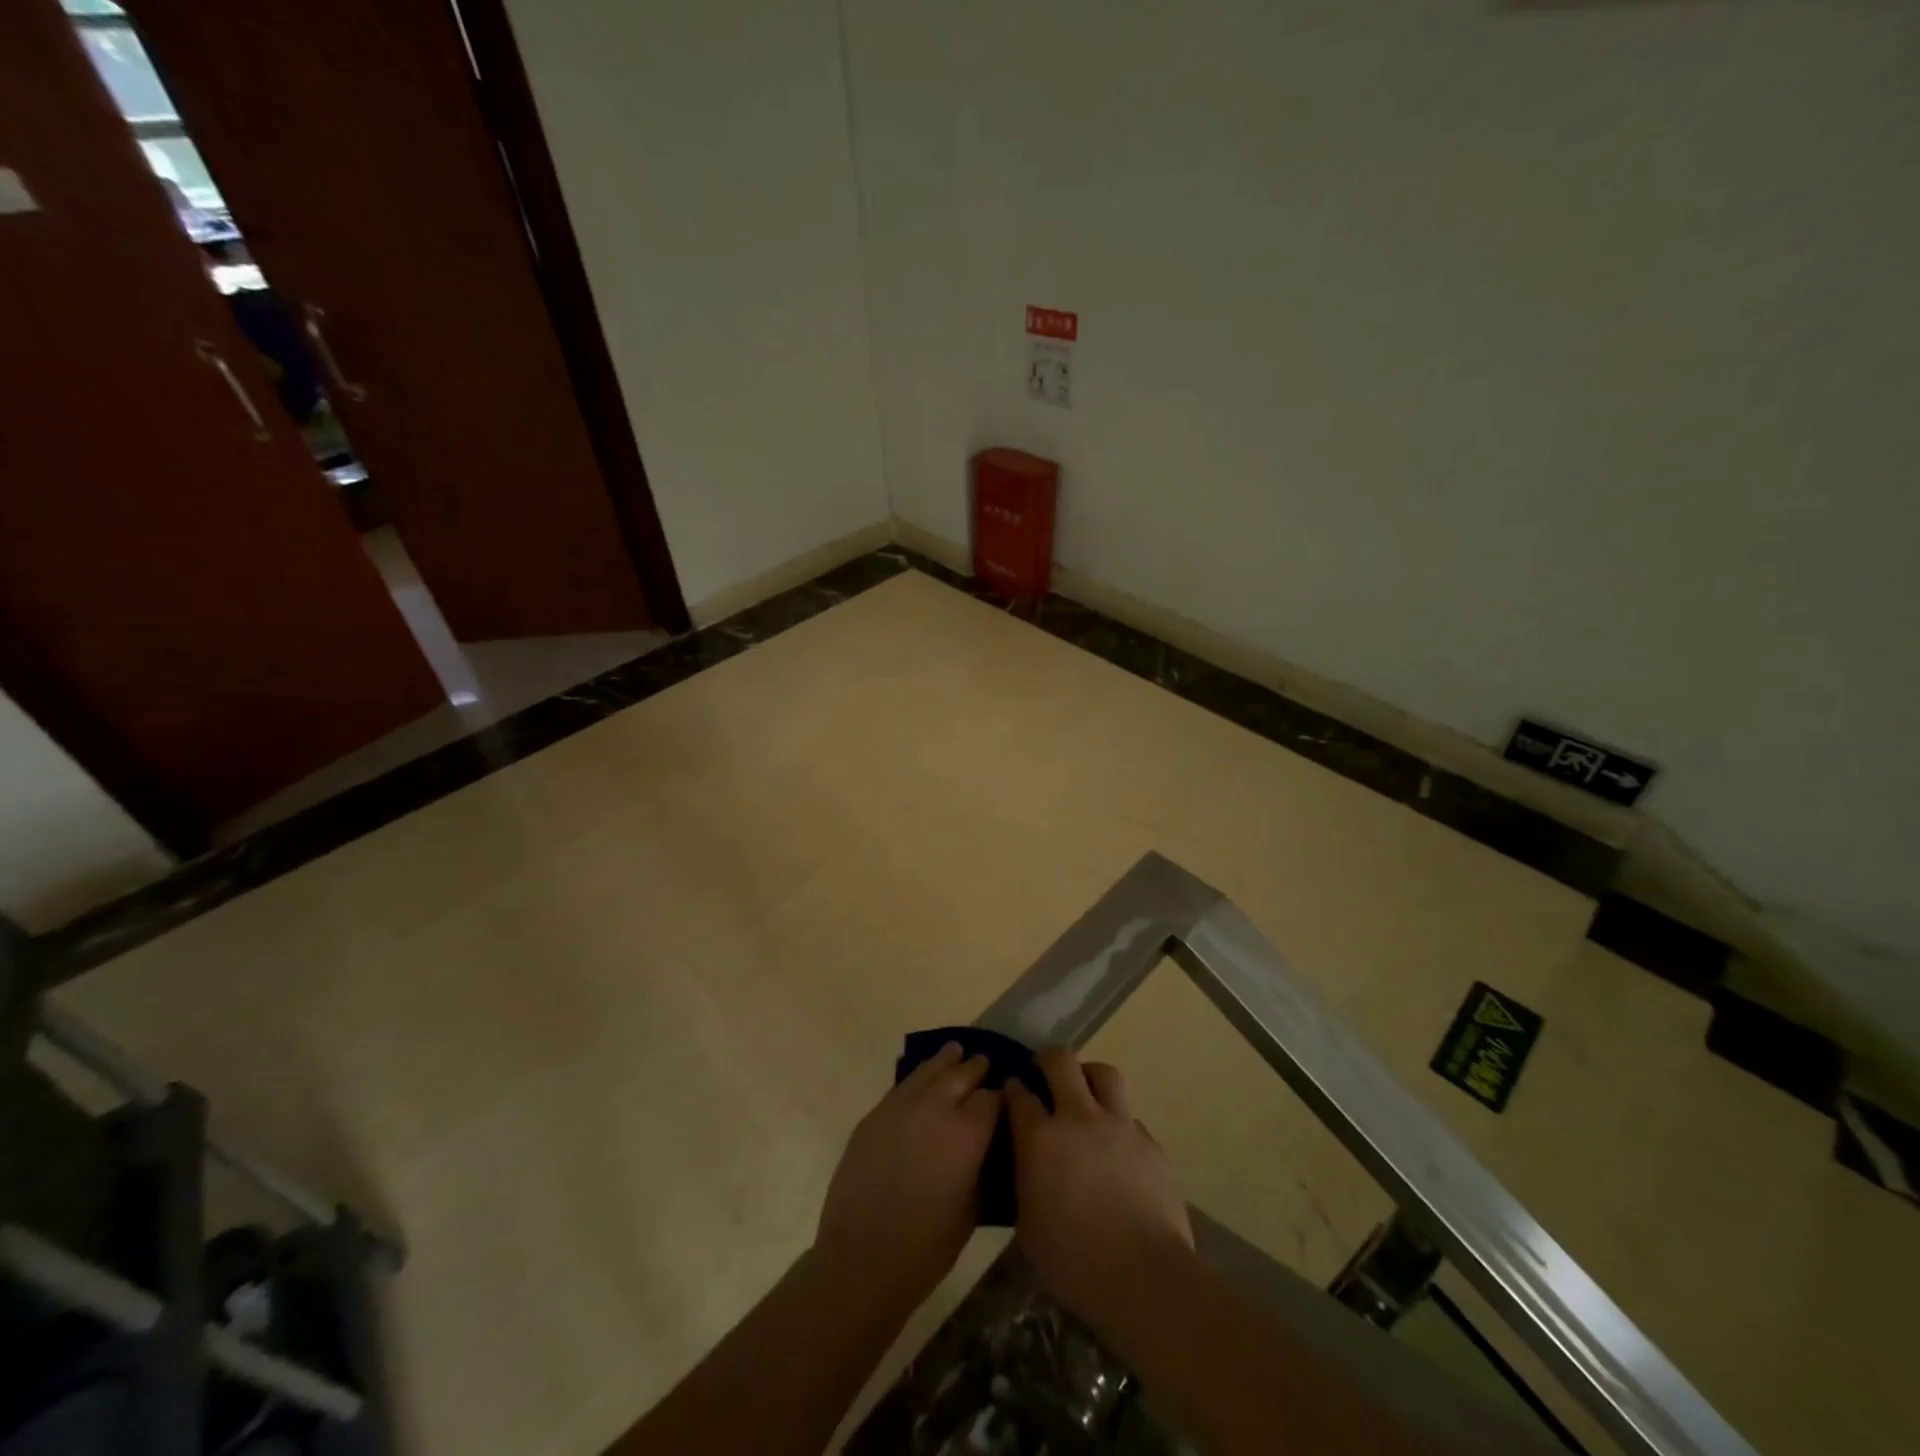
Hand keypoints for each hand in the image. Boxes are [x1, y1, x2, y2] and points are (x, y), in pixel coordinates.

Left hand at [814, 1043, 1001, 1306]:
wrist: (862, 1257)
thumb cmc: (926, 1247)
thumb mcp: (972, 1210)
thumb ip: (981, 1166)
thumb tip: (985, 1146)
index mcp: (968, 1132)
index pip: (993, 1098)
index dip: (1002, 1097)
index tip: (1007, 1099)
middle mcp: (937, 1107)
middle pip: (963, 1074)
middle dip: (977, 1068)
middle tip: (985, 1065)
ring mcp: (902, 1106)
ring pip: (930, 1070)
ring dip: (946, 1061)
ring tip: (956, 1051)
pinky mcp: (876, 1114)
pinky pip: (903, 1085)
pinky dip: (919, 1078)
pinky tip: (923, 1079)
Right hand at [1006, 1048, 1193, 1323]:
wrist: (1144, 1276)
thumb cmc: (1074, 1261)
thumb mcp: (1028, 1225)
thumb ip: (1025, 1180)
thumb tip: (1028, 1163)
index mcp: (1041, 1138)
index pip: (1020, 1094)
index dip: (1014, 1087)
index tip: (1012, 1090)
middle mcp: (1078, 1117)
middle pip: (1061, 1061)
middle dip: (1048, 1059)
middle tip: (1045, 1072)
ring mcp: (1119, 1125)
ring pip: (1104, 1074)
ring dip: (1090, 1076)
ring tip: (1086, 1094)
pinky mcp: (1150, 1143)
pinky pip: (1130, 1119)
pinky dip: (1119, 1125)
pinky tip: (1118, 1151)